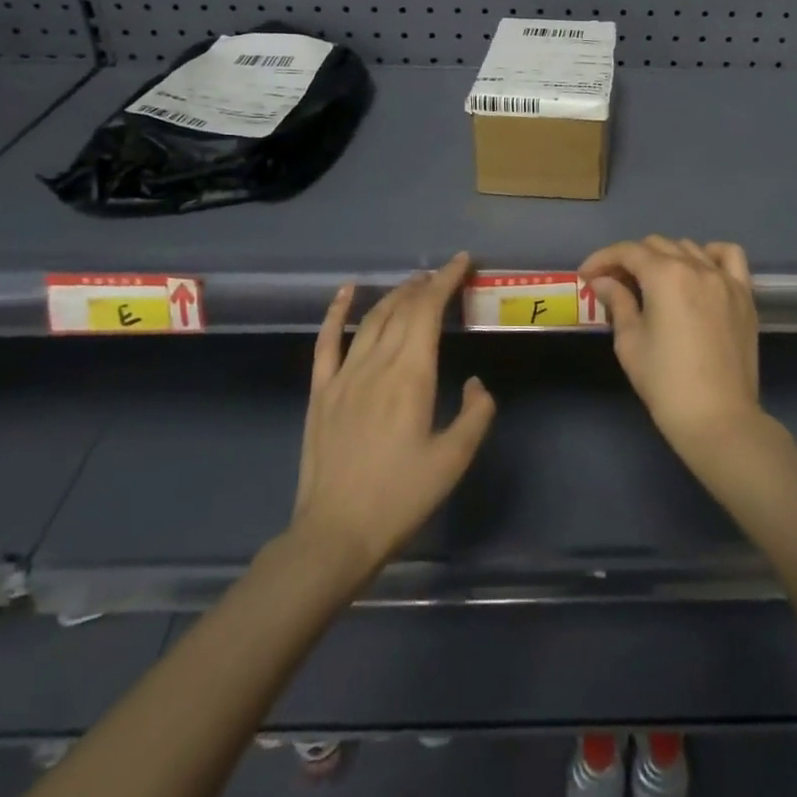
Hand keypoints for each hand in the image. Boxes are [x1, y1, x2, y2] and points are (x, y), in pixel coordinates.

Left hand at [291, 254, 495, 576]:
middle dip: (425, 285)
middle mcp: (377, 364)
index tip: (462, 262)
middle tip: (444, 275)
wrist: (335, 535)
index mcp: (411, 376)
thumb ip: (475, 414)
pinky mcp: (321, 392)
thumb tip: (475, 382)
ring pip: (372, 319)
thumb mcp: (453, 461)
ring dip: (395, 295)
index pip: (428, 311)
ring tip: (413, 284)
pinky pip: (326, 341)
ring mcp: (344, 376)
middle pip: (402, 309)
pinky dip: (336, 312)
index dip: (446, 281)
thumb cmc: (400, 498)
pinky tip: (345, 292)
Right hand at [579, 237, 764, 464]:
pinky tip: (698, 270)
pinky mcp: (744, 295)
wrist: (718, 419)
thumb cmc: (665, 383)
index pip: (627, 252)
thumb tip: (603, 281)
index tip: (586, 276)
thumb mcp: (630, 341)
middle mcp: (697, 267)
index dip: (602, 259)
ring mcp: (725, 279)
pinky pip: (729, 257)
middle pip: (656, 245)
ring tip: (652, 281)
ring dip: (665, 257)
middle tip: (613, 284)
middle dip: (629, 259)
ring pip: (689, 247)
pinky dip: (710, 254)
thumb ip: (617, 302)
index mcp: (666, 275)